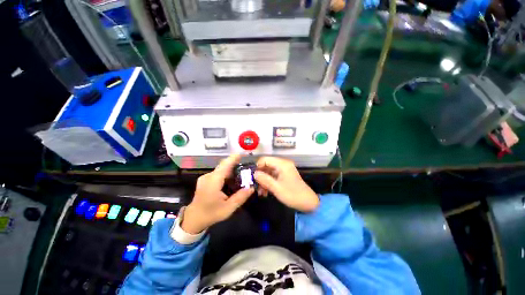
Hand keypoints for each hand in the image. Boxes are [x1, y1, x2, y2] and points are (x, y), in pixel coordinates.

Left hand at [182, 155, 253, 233]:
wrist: (193, 219)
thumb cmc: (211, 214)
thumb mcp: (228, 208)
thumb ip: (241, 197)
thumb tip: (252, 187)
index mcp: (213, 181)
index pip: (225, 165)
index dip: (233, 158)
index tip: (242, 154)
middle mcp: (208, 176)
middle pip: (224, 166)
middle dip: (235, 165)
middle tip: (247, 168)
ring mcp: (206, 177)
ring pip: (221, 170)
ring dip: (231, 170)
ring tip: (242, 174)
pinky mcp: (205, 180)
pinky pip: (218, 173)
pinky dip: (226, 174)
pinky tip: (232, 180)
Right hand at [254, 157, 318, 211]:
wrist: (308, 203)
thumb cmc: (293, 195)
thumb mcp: (277, 188)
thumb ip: (264, 179)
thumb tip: (254, 173)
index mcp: (282, 164)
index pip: (265, 159)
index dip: (257, 167)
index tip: (252, 177)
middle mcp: (283, 164)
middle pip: (266, 165)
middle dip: (260, 175)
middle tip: (255, 186)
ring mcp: (284, 170)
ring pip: (268, 171)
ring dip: (263, 181)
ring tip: (260, 192)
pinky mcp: (284, 175)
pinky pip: (273, 176)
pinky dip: (268, 182)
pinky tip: (265, 192)